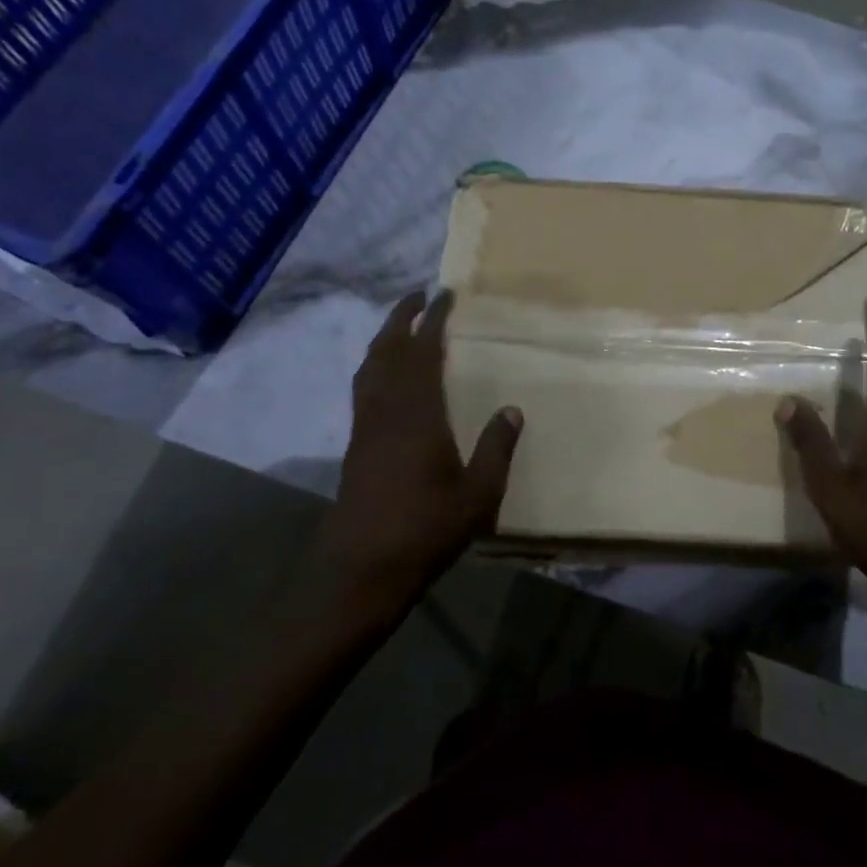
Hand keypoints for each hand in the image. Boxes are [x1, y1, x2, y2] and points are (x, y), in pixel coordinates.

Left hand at [318, 291, 522, 617]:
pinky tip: (387, 379)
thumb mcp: (478, 495)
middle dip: (399, 318)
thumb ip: (497, 449)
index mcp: (416, 415)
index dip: (432, 320)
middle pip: (386, 351)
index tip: (444, 294)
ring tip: (400, 327)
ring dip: (383, 340)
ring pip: (369, 369)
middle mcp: (385, 411)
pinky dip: (376, 368)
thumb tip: (512, 409)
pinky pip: (364, 390)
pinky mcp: (355, 447)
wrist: (361, 571)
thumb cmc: (425, 531)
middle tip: (417, 296)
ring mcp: (365, 429)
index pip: (422, 352)